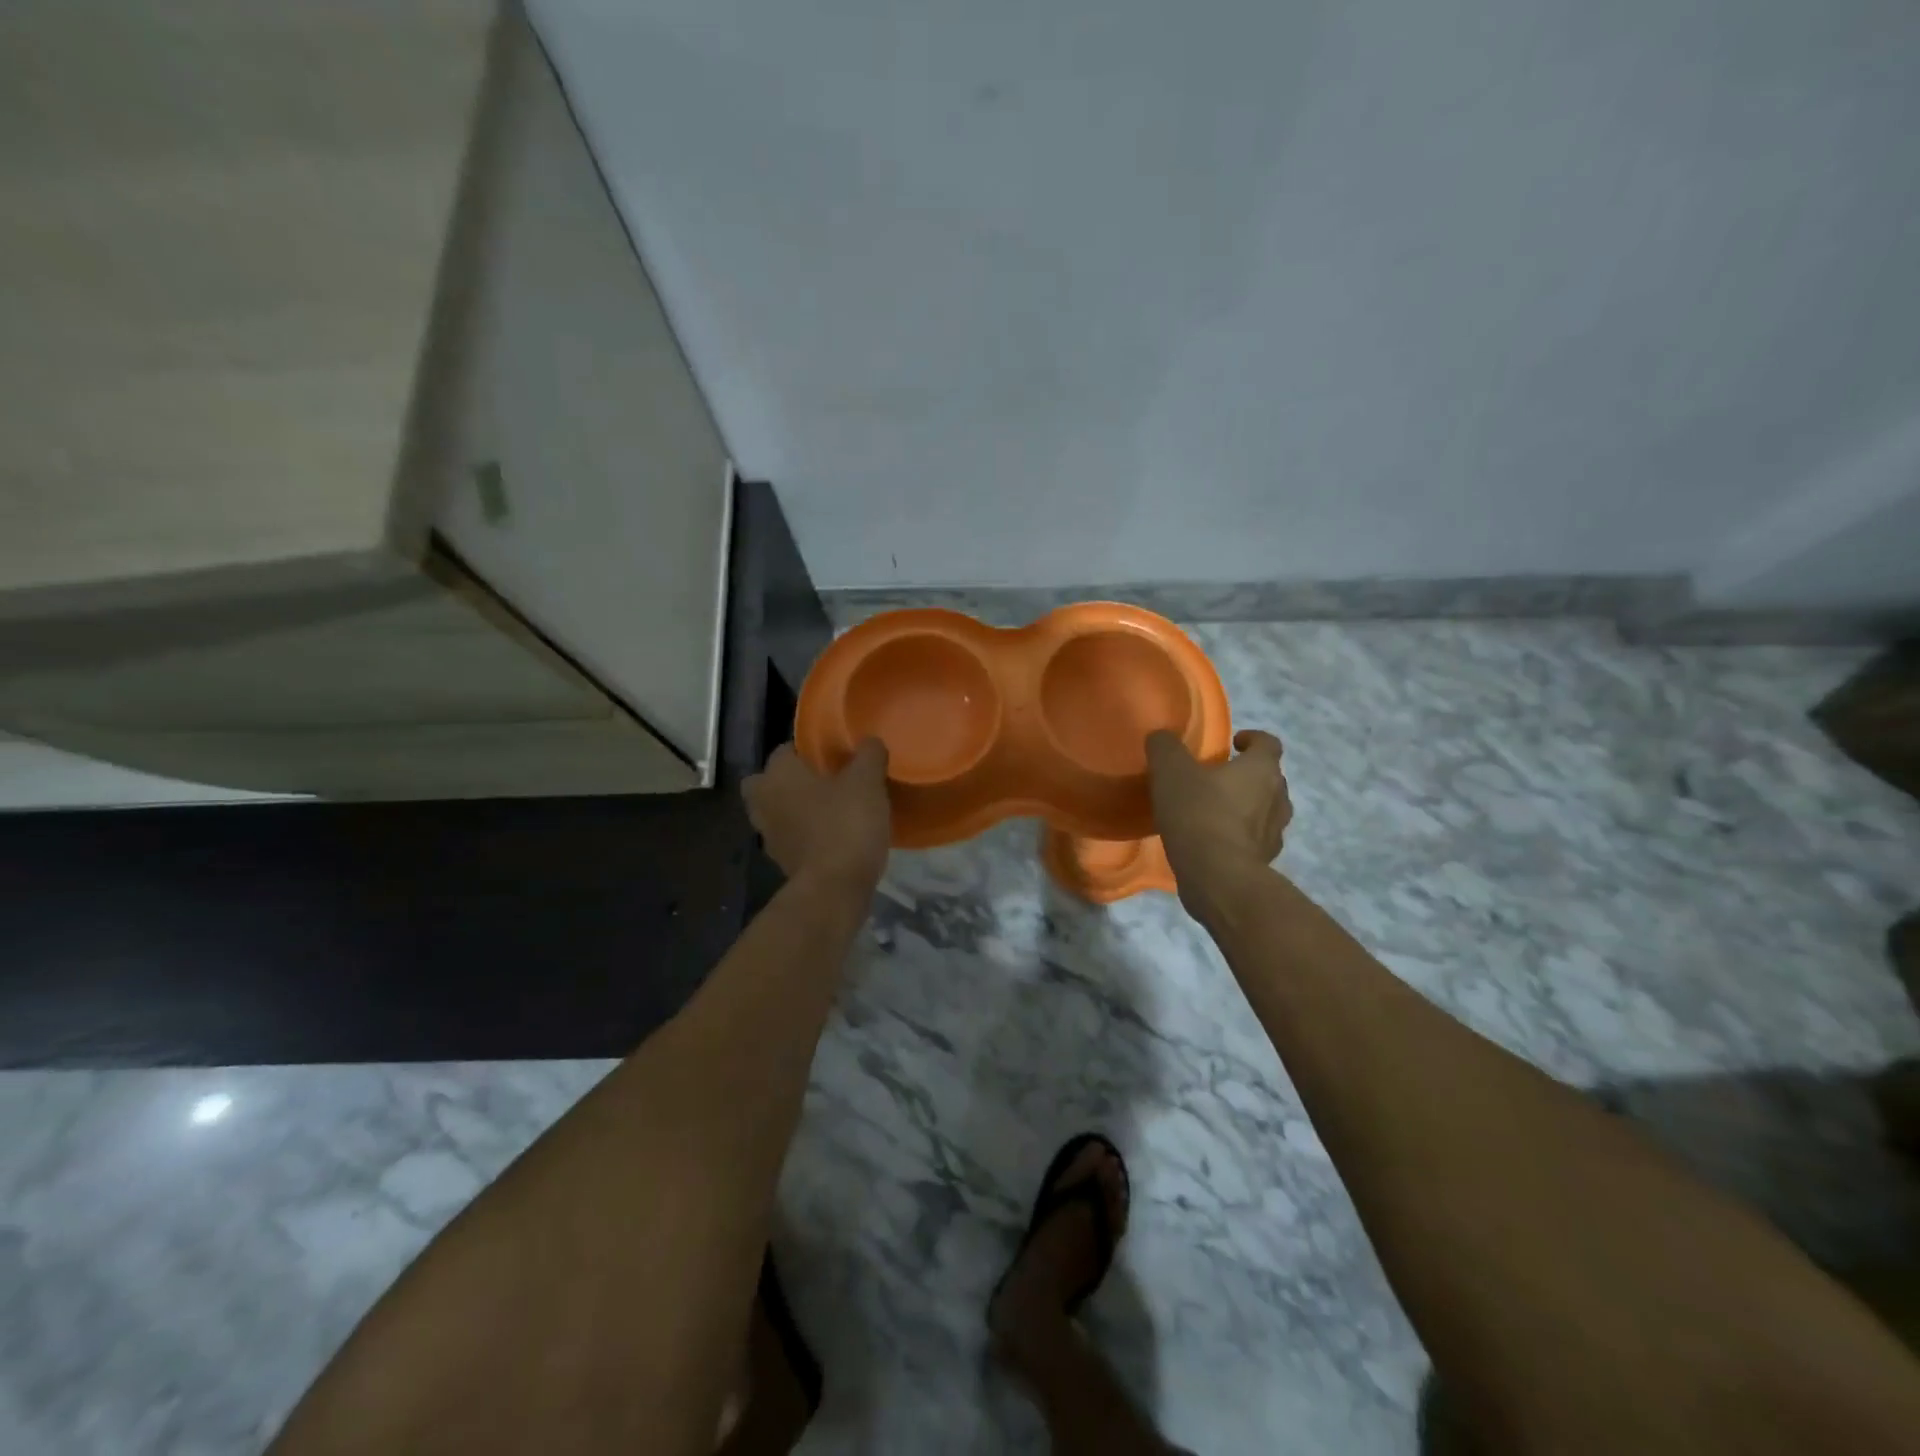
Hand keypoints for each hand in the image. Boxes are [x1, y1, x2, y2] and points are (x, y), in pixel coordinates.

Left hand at [744, 739, 891, 890]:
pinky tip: (833, 836)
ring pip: (777, 812)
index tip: (834, 755)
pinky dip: (805, 836)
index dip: (808, 750)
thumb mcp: (867, 781)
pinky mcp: (781, 863)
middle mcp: (763, 801)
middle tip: (823, 782)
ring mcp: (768, 836)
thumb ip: (869, 755)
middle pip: (768, 782)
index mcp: (778, 775)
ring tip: (832, 810)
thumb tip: (870, 742)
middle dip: (789, 781)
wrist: (834, 889)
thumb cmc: (846, 824)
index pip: (785, 749)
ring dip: (796, 810)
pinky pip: (790, 838)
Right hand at [1146, 729, 1290, 916]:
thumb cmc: (1199, 813)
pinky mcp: (1265, 860)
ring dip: (1247, 807)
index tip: (1233, 743)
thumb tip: (1161, 737)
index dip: (1252, 739)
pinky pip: (1255, 840)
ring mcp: (1275, 832)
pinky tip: (1214, 842)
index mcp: (1262, 769)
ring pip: (1266, 810)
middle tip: (1217, 779)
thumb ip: (1165, 747)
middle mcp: (1278, 797)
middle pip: (1270, 777)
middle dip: (1247, 775)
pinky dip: (1240, 836)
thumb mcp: (1171, 771)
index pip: (1269, 743)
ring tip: (1216, 812)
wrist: (1217, 876)